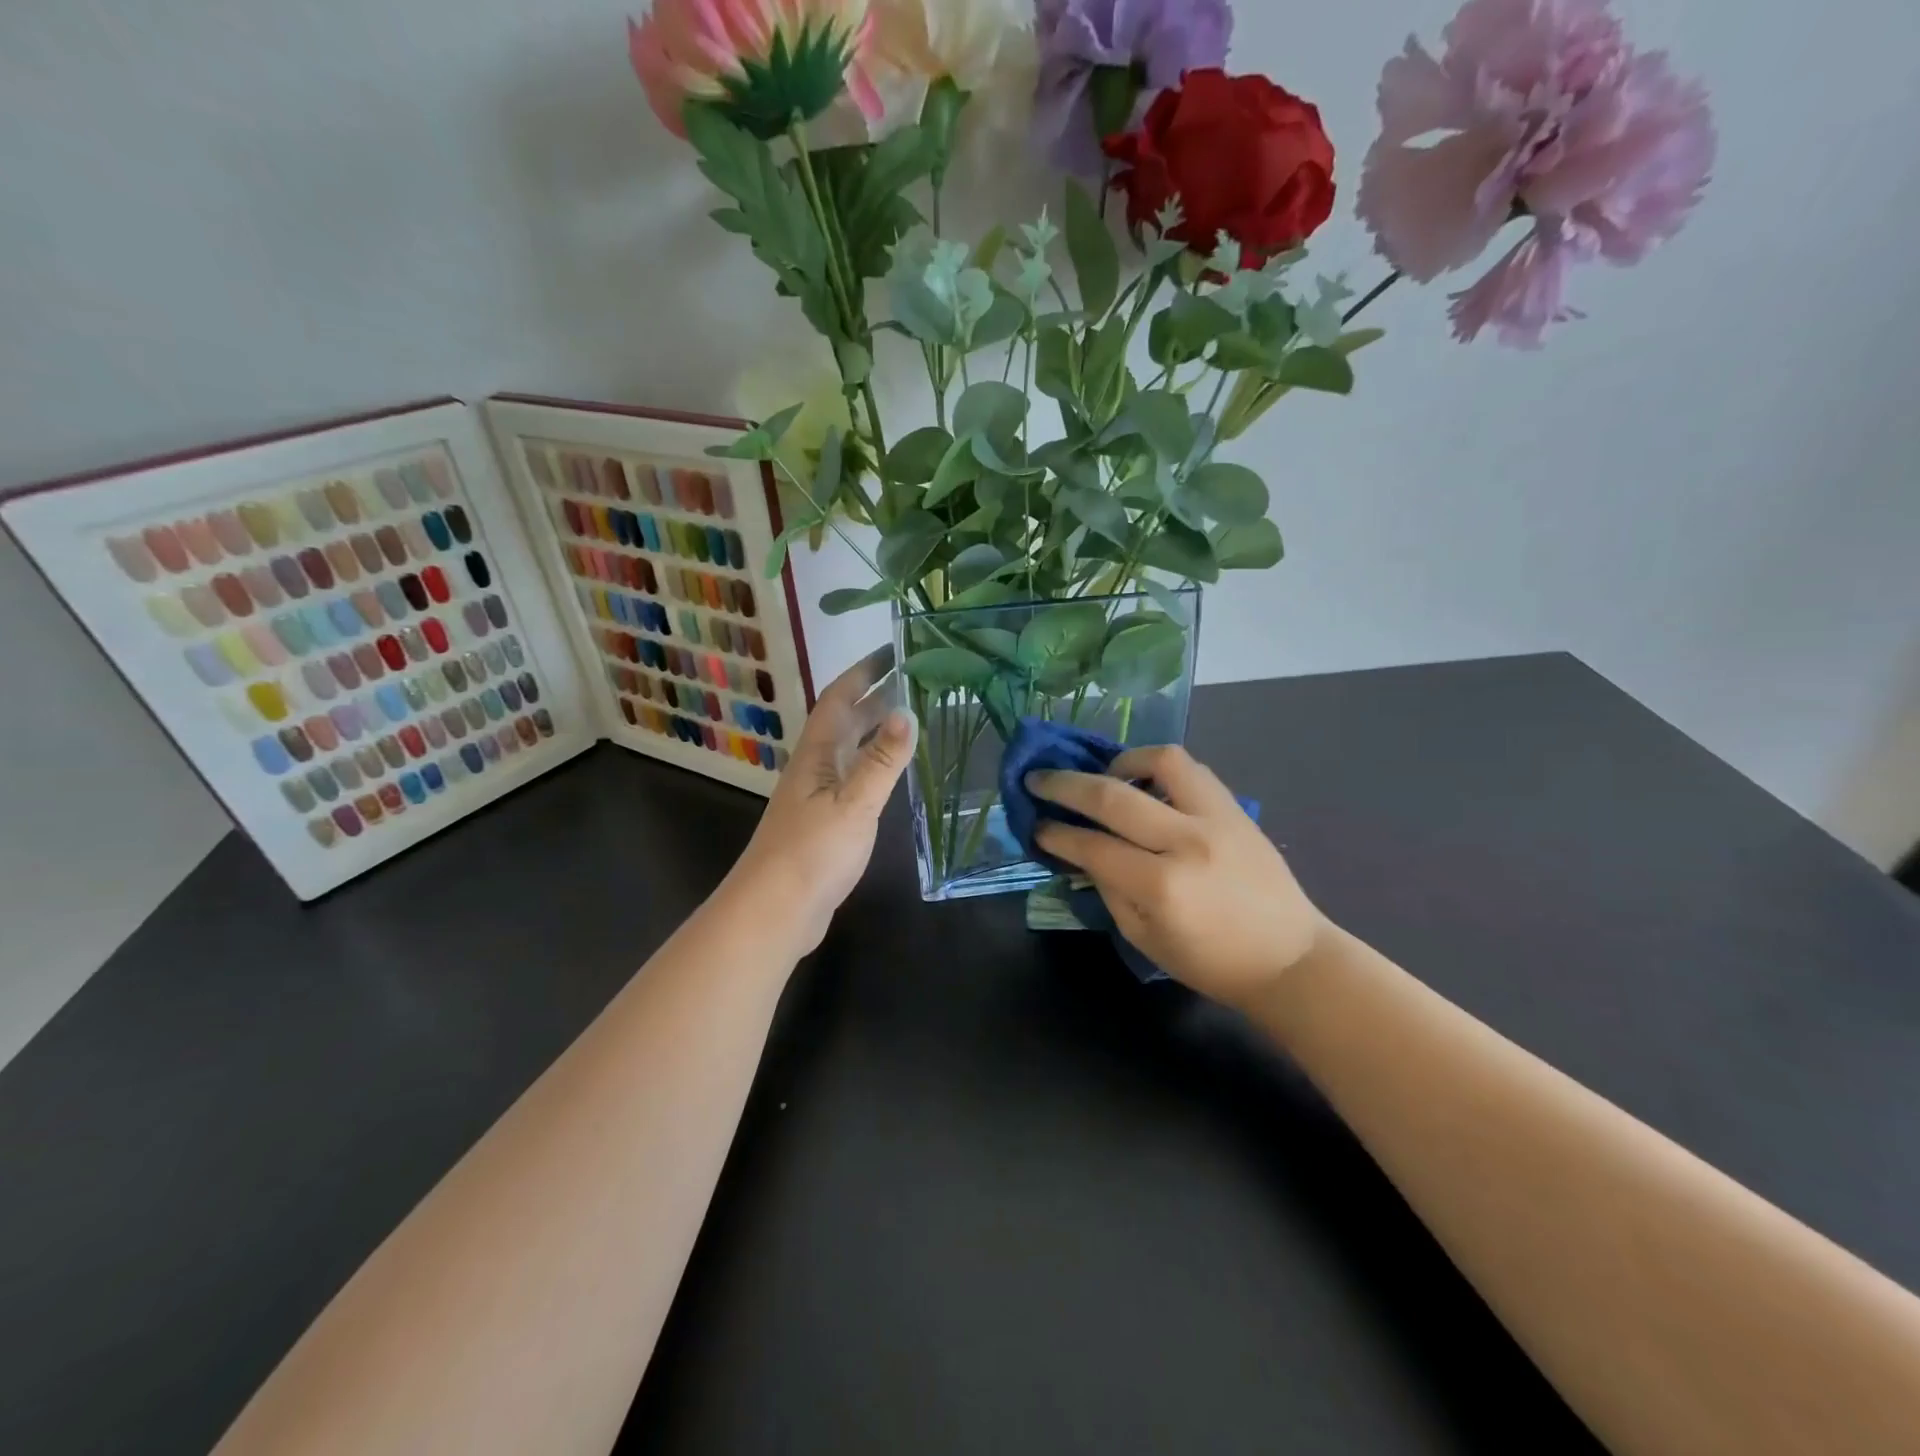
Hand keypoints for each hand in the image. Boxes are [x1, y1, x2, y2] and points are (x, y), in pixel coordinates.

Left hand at [722, 646, 916, 955]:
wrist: (775, 911)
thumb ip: (882, 761)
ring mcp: (818, 797)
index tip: (892, 651)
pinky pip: (854, 779)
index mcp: (817, 755)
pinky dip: (874, 766)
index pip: (839, 699)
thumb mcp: (854, 804)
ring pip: (850, 751)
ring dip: (875, 731)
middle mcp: (815, 768)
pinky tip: (892, 774)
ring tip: (911, 718)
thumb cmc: (812, 852)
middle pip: (845, 722)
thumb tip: (908, 711)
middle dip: (875, 697)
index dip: (863, 672)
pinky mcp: (825, 824)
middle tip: (915, 681)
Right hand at [1027, 745, 1328, 1008]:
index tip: (1035, 825)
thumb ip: (1108, 888)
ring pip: (1159, 760)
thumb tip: (1080, 849)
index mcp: (1161, 886)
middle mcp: (1186, 841)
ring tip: (1104, 775)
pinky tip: (1145, 783)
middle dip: (1064, 785)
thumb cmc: (1211, 962)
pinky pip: (1191, 769)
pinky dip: (1158, 767)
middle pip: (1111, 796)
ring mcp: (1216, 817)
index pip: (1092, 845)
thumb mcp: (1144, 938)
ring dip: (1120, 761)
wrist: (1289, 958)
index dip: (1055, 833)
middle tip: (1038, 779)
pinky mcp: (1236, 807)